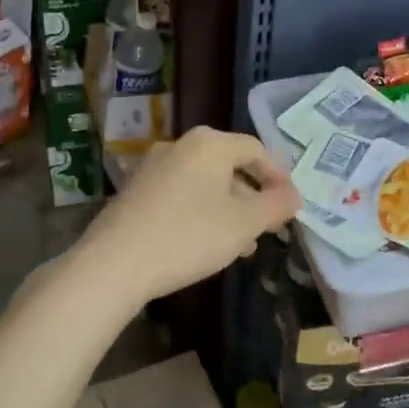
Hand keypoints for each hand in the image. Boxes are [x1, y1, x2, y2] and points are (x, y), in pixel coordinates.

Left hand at [76, 126, 301, 306]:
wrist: (114, 264)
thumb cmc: (189, 236)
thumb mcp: (244, 224)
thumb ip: (276, 206)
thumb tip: (294, 196)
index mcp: (210, 143)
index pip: (256, 149)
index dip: (279, 176)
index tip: (291, 205)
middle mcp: (180, 146)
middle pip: (229, 166)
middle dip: (253, 197)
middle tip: (268, 227)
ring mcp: (153, 167)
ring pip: (206, 183)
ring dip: (229, 209)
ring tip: (242, 245)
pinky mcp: (136, 191)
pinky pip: (182, 194)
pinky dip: (202, 212)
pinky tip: (206, 244)